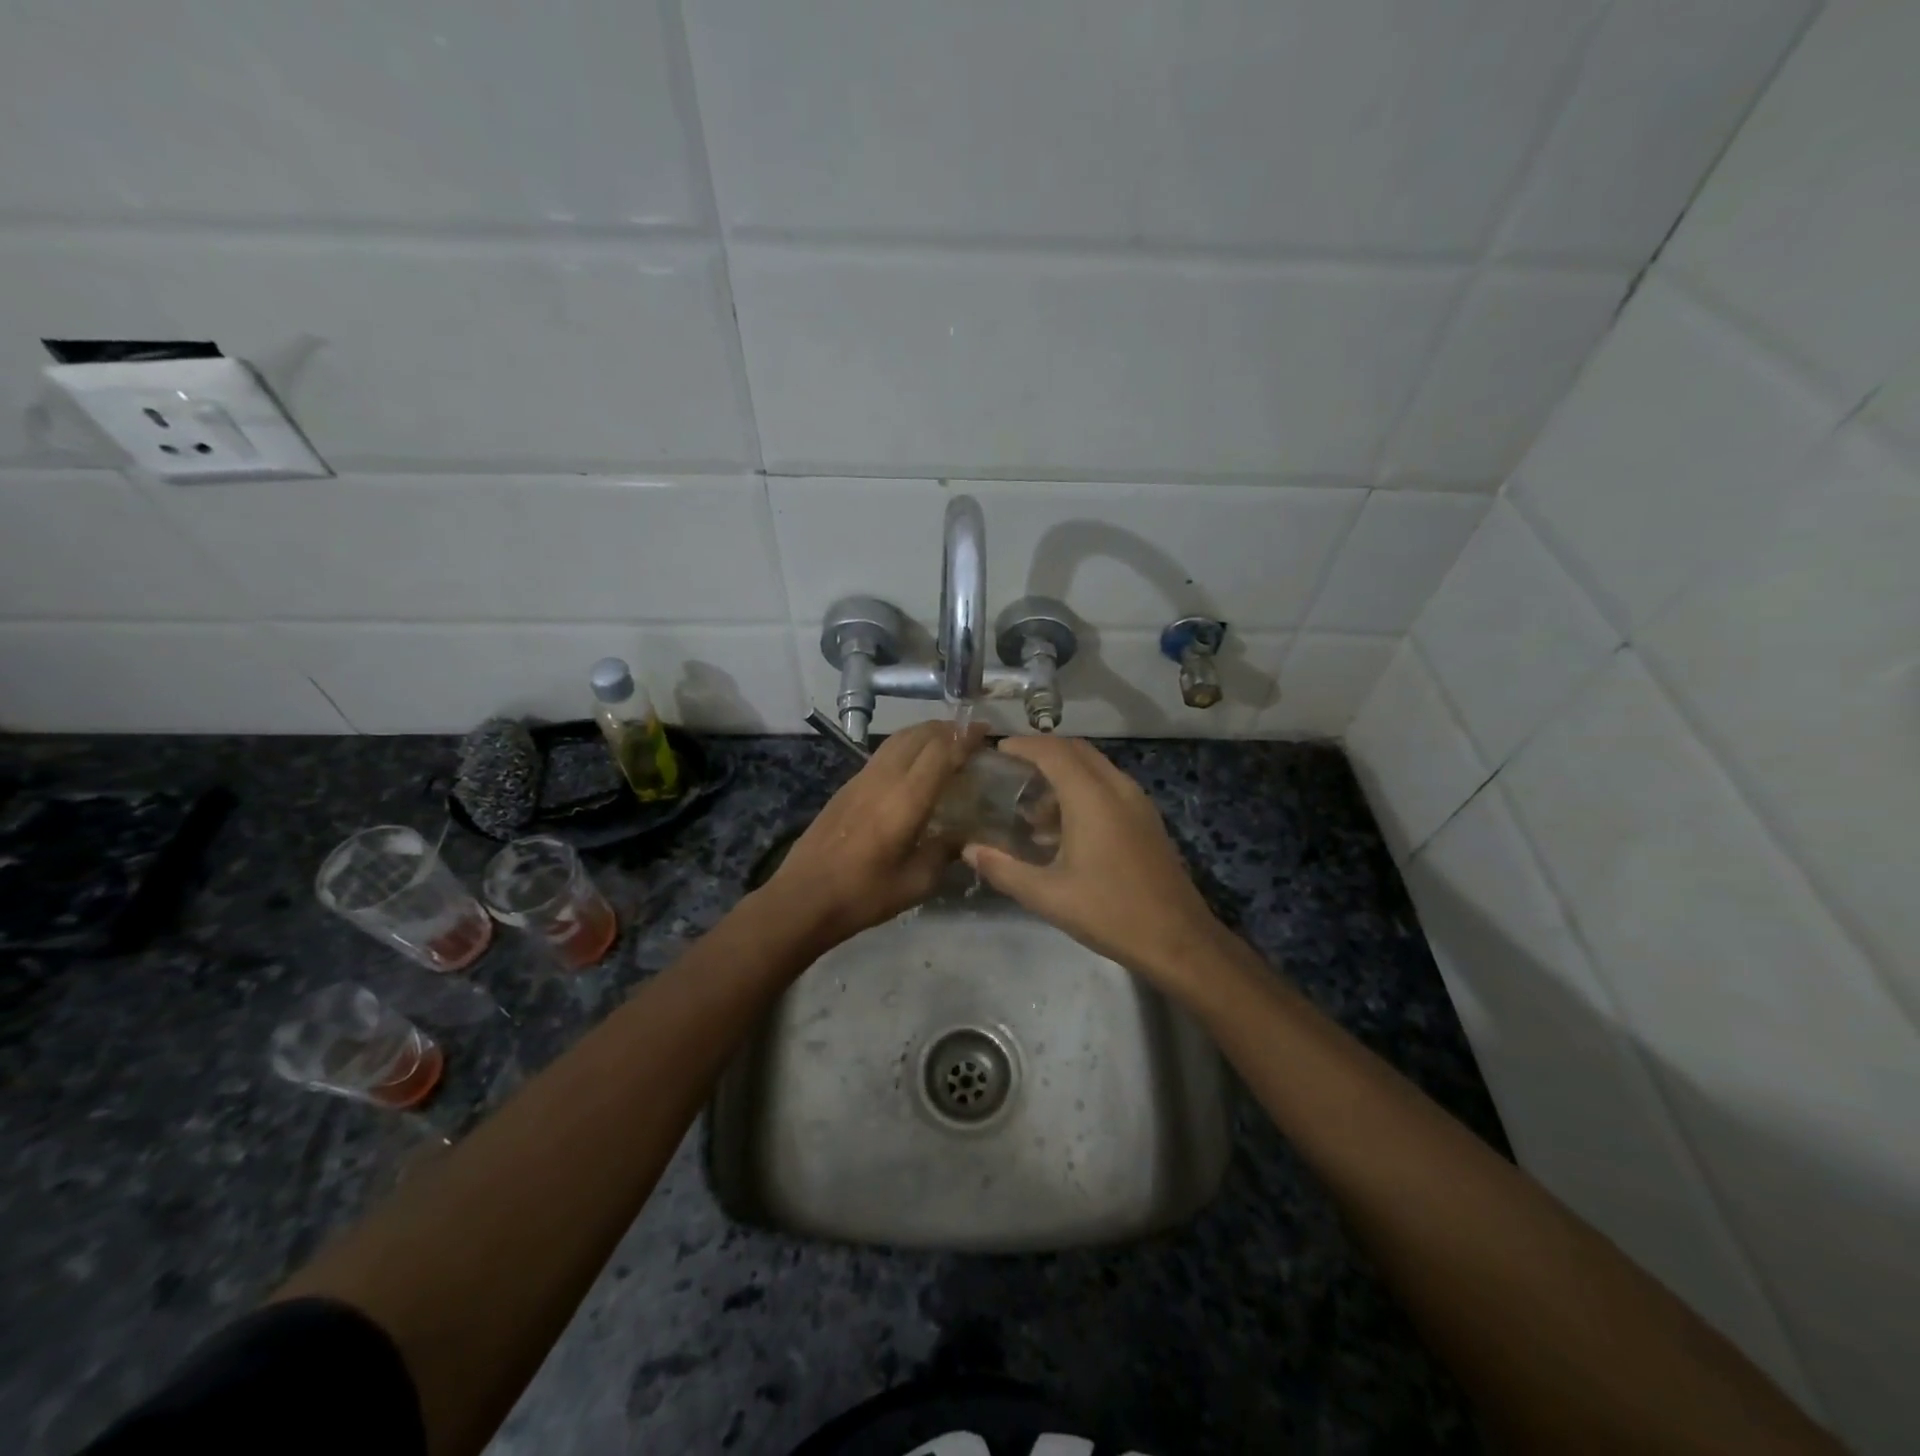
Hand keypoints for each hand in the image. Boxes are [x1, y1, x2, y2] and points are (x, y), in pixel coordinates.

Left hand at [759, 720, 984, 950]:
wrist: (802, 899)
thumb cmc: (863, 894)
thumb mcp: (916, 883)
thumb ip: (944, 852)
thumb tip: (963, 836)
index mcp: (905, 799)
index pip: (941, 752)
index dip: (965, 738)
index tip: (986, 730)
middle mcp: (883, 779)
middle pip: (918, 735)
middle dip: (946, 728)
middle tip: (969, 734)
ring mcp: (860, 780)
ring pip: (897, 740)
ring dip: (924, 734)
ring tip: (945, 742)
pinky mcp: (846, 788)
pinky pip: (882, 754)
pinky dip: (905, 747)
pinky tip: (912, 766)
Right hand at [962, 737, 1229, 988]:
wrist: (1178, 940)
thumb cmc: (1110, 913)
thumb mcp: (1047, 895)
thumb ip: (1003, 869)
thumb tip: (969, 850)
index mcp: (1092, 798)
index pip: (1053, 751)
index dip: (1023, 745)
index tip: (997, 751)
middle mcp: (1118, 788)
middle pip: (1077, 751)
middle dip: (1042, 753)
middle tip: (1010, 772)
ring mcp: (1138, 803)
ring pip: (1095, 768)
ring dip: (1063, 775)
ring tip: (1031, 809)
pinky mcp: (1147, 821)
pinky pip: (1109, 788)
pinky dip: (1082, 791)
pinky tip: (1063, 830)